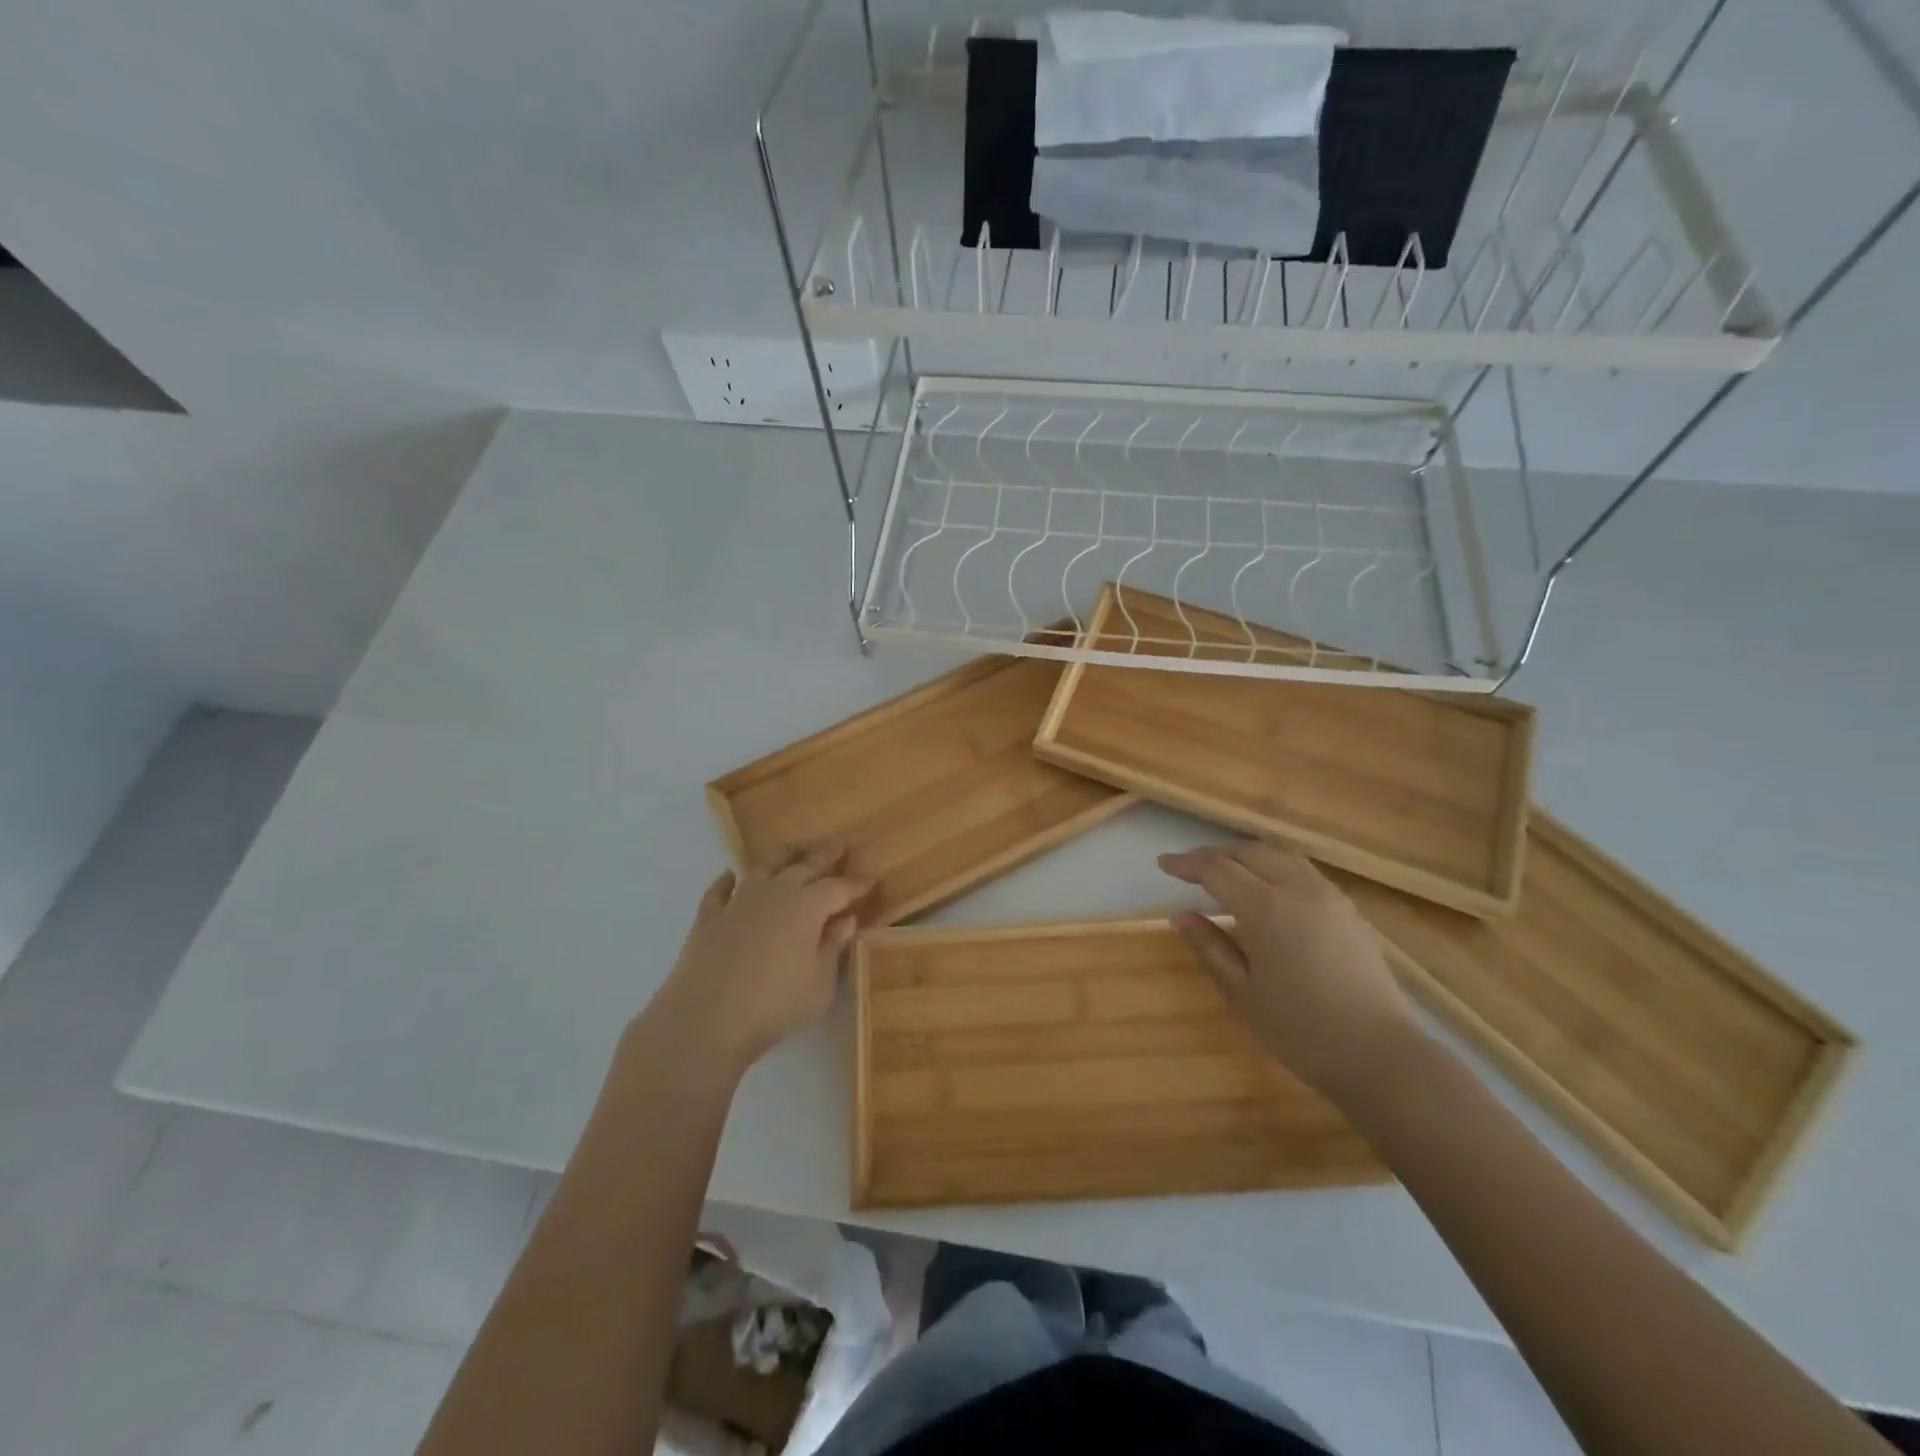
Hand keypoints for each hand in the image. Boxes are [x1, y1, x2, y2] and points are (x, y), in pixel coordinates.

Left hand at [646, 845, 871, 1077]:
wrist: (706, 1020)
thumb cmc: (775, 1005)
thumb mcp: (820, 984)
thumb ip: (833, 947)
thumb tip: (846, 920)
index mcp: (807, 906)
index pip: (838, 888)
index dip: (856, 884)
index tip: (870, 879)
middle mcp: (774, 893)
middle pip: (804, 865)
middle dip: (824, 854)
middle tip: (837, 844)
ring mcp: (738, 901)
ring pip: (764, 867)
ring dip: (782, 857)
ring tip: (793, 850)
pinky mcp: (709, 917)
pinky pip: (720, 890)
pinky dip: (728, 880)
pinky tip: (730, 875)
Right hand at [1158, 840, 1420, 1096]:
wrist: (1380, 1055)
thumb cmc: (1301, 1030)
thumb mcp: (1242, 992)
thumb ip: (1210, 946)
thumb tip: (1181, 915)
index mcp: (1267, 908)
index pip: (1217, 869)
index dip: (1186, 864)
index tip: (1163, 863)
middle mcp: (1298, 889)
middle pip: (1249, 852)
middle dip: (1215, 854)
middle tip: (1189, 867)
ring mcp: (1329, 896)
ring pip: (1280, 855)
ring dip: (1246, 855)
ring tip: (1225, 870)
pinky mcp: (1348, 909)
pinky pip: (1303, 871)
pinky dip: (1274, 866)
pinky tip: (1267, 887)